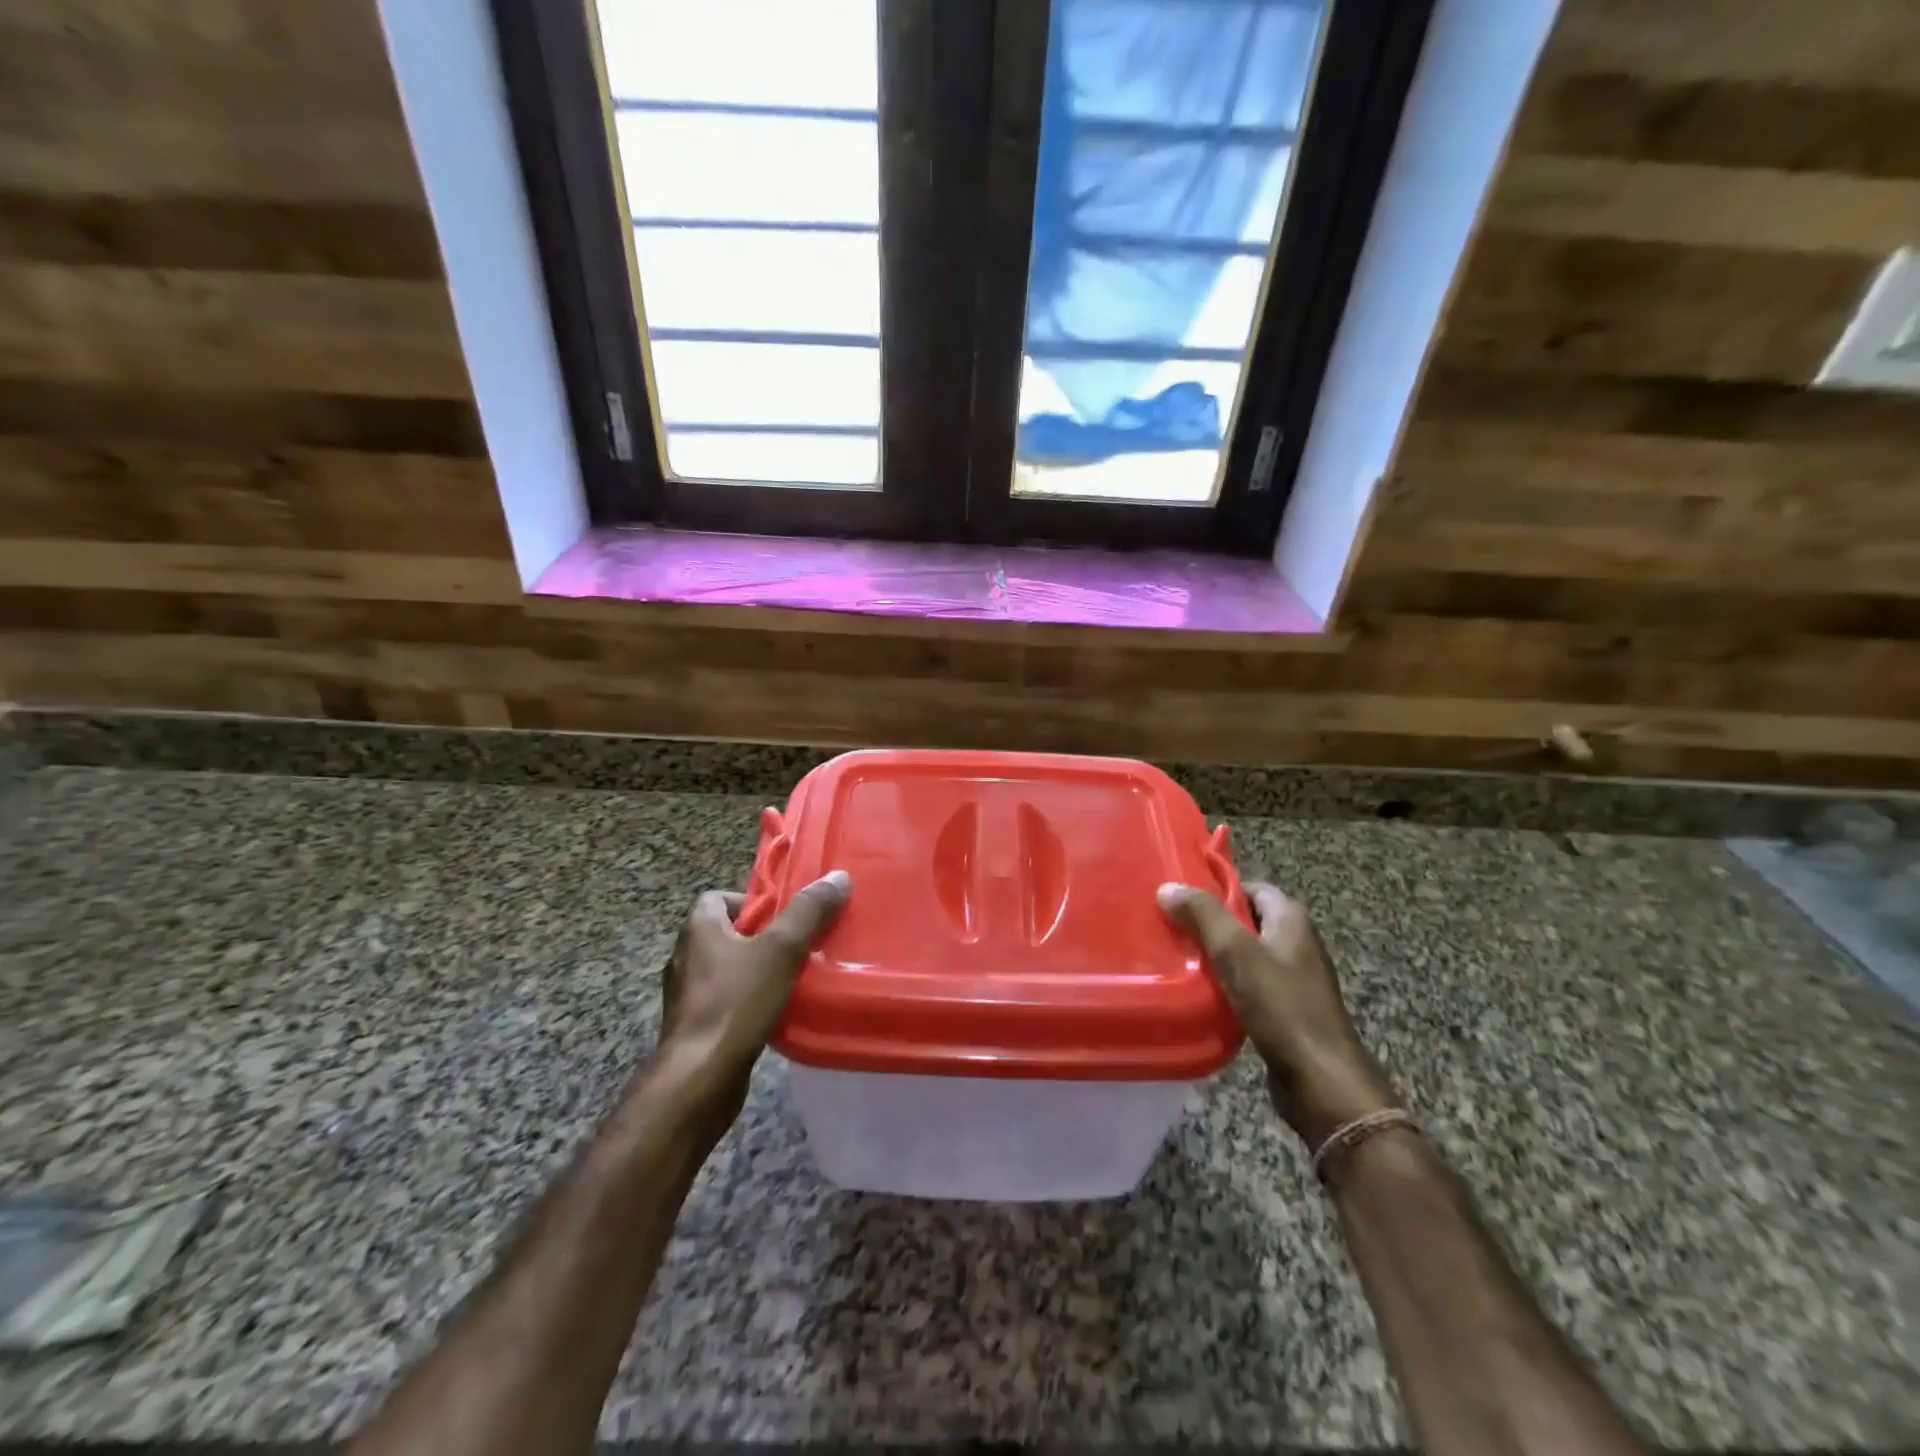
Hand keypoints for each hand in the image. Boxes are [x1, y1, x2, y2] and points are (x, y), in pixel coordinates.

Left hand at [659, 870, 850, 1143]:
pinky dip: (747, 1002)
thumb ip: (809, 912)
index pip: (717, 897)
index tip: (783, 916)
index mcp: (698, 929)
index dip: (751, 901)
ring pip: (726, 970)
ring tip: (792, 979)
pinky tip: (775, 1014)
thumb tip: (838, 877)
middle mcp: (685, 957)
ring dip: (755, 971)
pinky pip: (724, 1002)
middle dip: (761, 937)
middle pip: (725, 933)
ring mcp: (686, 996)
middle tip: (797, 945)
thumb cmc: (736, 1004)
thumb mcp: (781, 950)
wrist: (699, 1080)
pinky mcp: (694, 1028)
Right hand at [1158, 880, 1396, 1149]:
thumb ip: (1203, 915)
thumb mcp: (1236, 952)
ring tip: (1178, 959)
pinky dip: (1227, 985)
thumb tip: (1168, 887)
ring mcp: (1295, 978)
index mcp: (1291, 919)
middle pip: (1247, 921)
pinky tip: (1202, 994)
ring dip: (1217, 957)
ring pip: (1247, 955)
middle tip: (1172, 928)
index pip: (1251, 888)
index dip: (1217, 890)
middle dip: (1211, 924)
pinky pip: (1251, 985)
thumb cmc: (1280, 1006)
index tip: (1181, 900)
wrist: (1320, 1079)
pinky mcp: (1288, 1010)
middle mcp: (1297, 942)